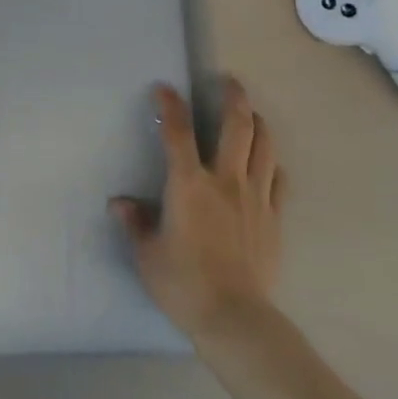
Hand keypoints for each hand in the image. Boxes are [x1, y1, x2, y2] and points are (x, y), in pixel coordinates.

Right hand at [113, 79, 285, 340]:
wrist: (235, 318)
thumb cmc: (183, 284)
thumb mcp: (147, 254)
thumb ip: (135, 223)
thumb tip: (119, 203)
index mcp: (188, 185)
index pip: (178, 133)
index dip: (170, 106)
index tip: (164, 88)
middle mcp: (225, 181)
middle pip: (237, 126)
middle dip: (233, 97)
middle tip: (229, 81)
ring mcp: (255, 198)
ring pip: (264, 146)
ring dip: (258, 123)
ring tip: (252, 113)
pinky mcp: (274, 218)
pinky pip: (278, 180)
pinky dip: (272, 164)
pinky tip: (268, 163)